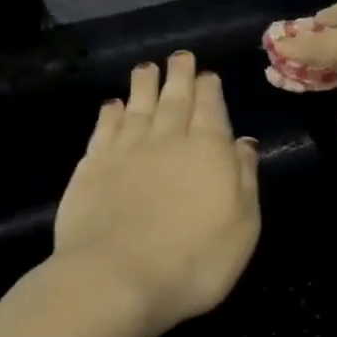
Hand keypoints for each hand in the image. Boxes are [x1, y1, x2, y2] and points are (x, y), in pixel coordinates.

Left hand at [53, 52, 260, 336]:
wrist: (116, 280)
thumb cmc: (195, 259)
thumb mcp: (243, 224)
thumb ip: (244, 177)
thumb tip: (243, 142)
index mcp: (208, 150)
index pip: (211, 109)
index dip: (210, 89)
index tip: (208, 73)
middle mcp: (167, 140)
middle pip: (174, 100)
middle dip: (179, 76)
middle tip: (180, 57)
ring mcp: (125, 152)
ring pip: (137, 107)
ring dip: (144, 85)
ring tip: (146, 67)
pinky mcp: (91, 170)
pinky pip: (104, 131)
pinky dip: (110, 114)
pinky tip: (112, 105)